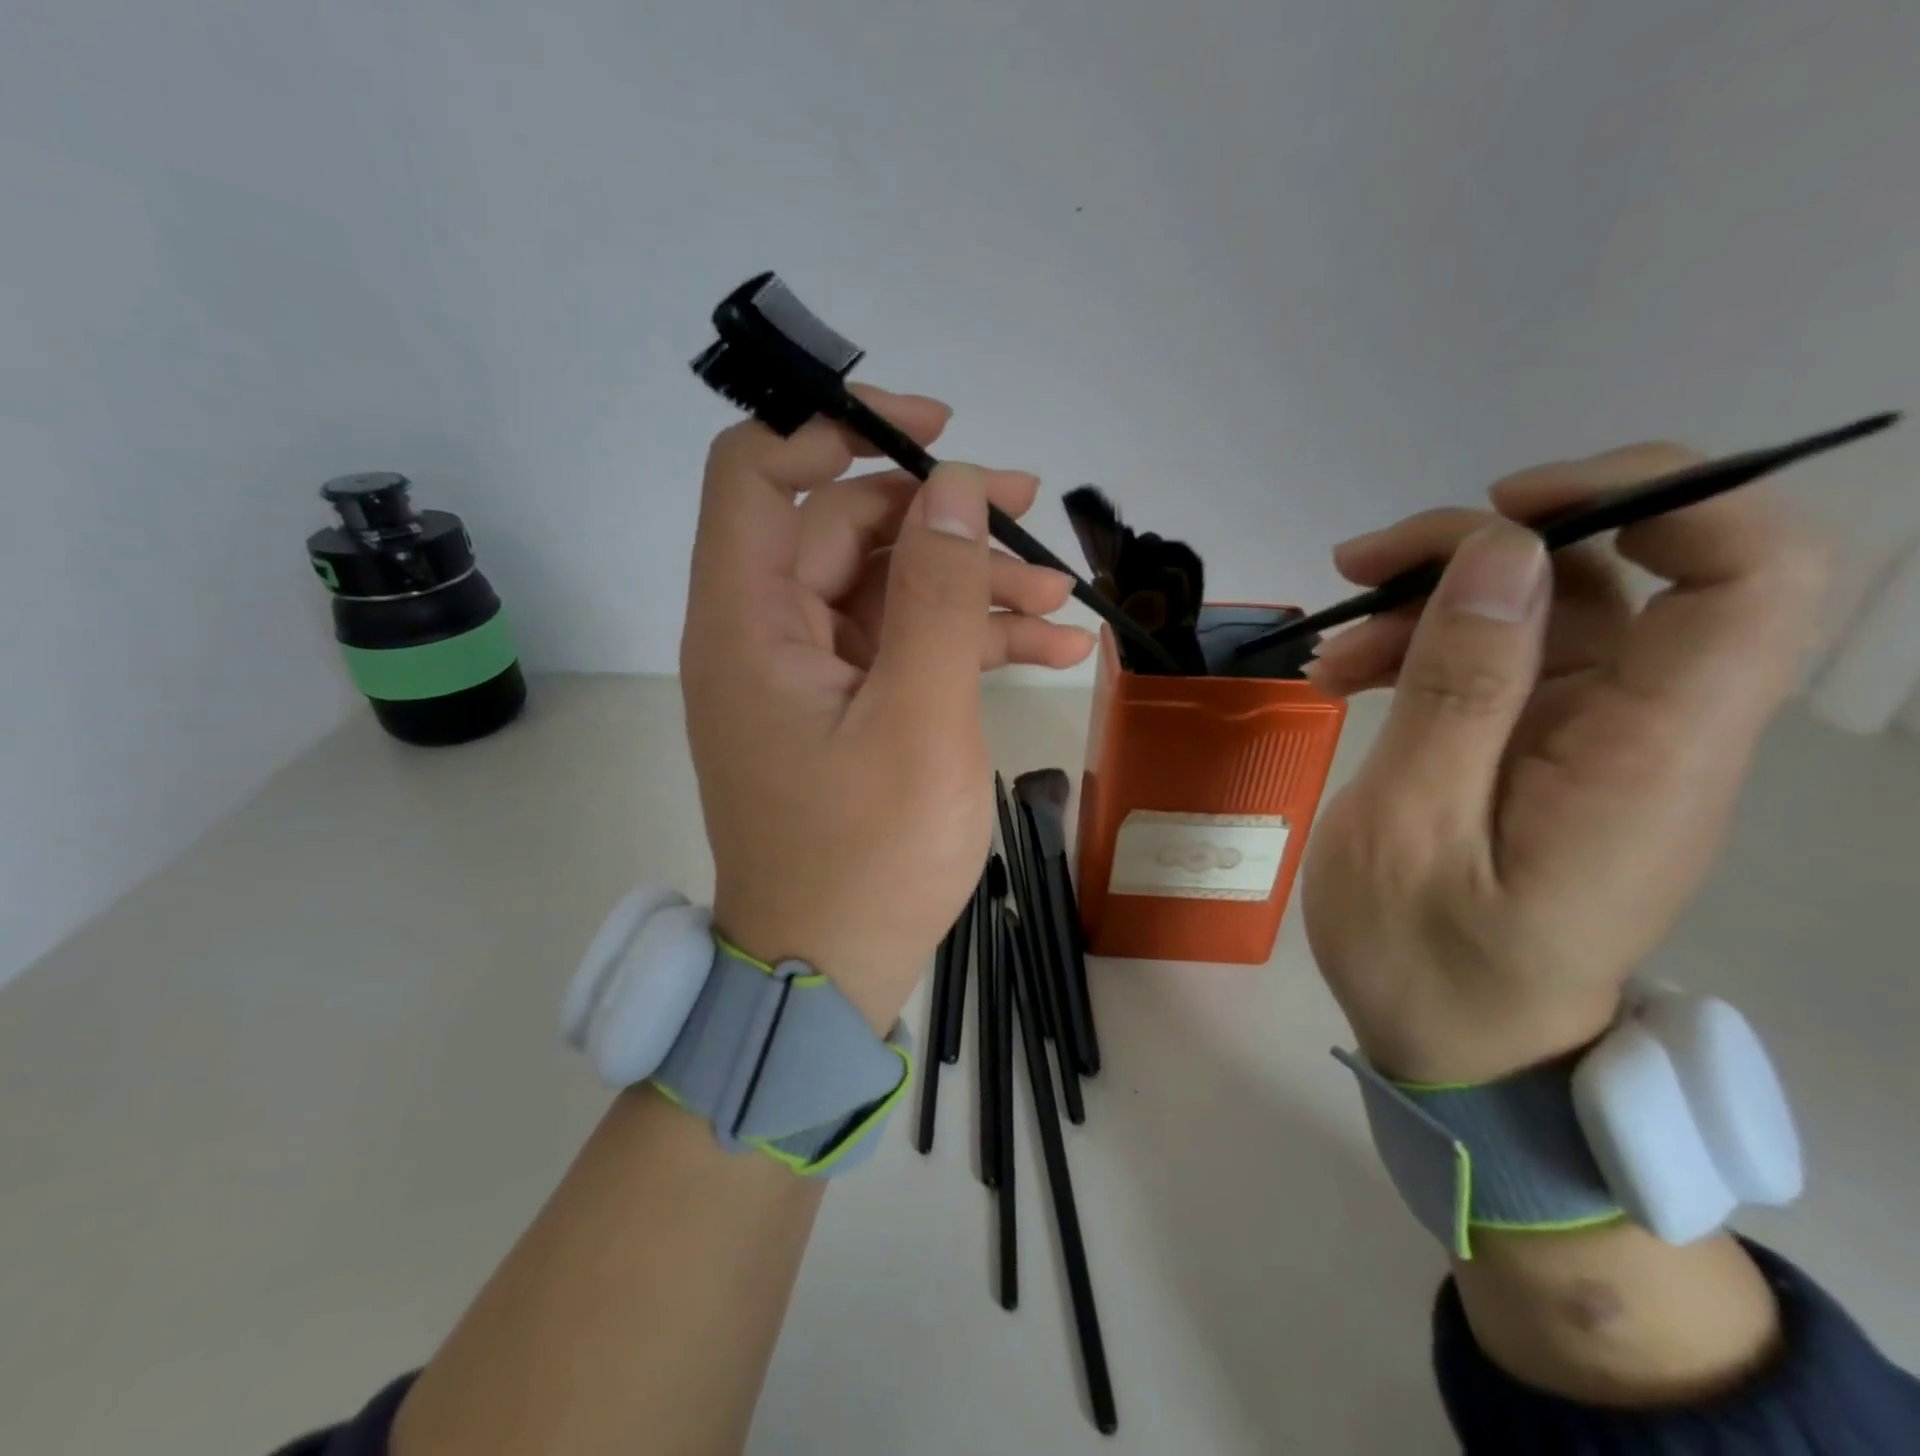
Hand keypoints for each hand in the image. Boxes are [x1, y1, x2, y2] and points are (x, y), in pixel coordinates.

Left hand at [679, 386, 1093, 1030]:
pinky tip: (1055, 653)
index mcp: (751, 623)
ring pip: (889, 590)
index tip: (932, 436)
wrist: (830, 970)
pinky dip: (970, 642)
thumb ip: (933, 594)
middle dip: (943, 519)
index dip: (836, 432)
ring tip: (1061, 604)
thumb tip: (951, 487)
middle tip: (1031, 518)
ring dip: (972, 586)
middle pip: (847, 531)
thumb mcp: (916, 720)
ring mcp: (813, 675)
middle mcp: (769, 634)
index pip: (759, 475)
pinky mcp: (849, 710)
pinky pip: (905, 648)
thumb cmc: (866, 858)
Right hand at [1301, 444, 1828, 1083]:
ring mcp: (1600, 739)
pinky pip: (1503, 664)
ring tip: (1332, 652)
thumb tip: (1503, 556)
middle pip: (1619, 575)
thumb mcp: (1412, 828)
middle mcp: (1653, 730)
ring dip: (1431, 607)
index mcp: (1650, 755)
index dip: (1654, 497)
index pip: (1749, 577)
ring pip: (1545, 615)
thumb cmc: (1429, 962)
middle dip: (1482, 550)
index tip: (1509, 509)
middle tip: (1360, 568)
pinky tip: (1349, 678)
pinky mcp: (1550, 752)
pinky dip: (1426, 651)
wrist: (1458, 1051)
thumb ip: (1461, 693)